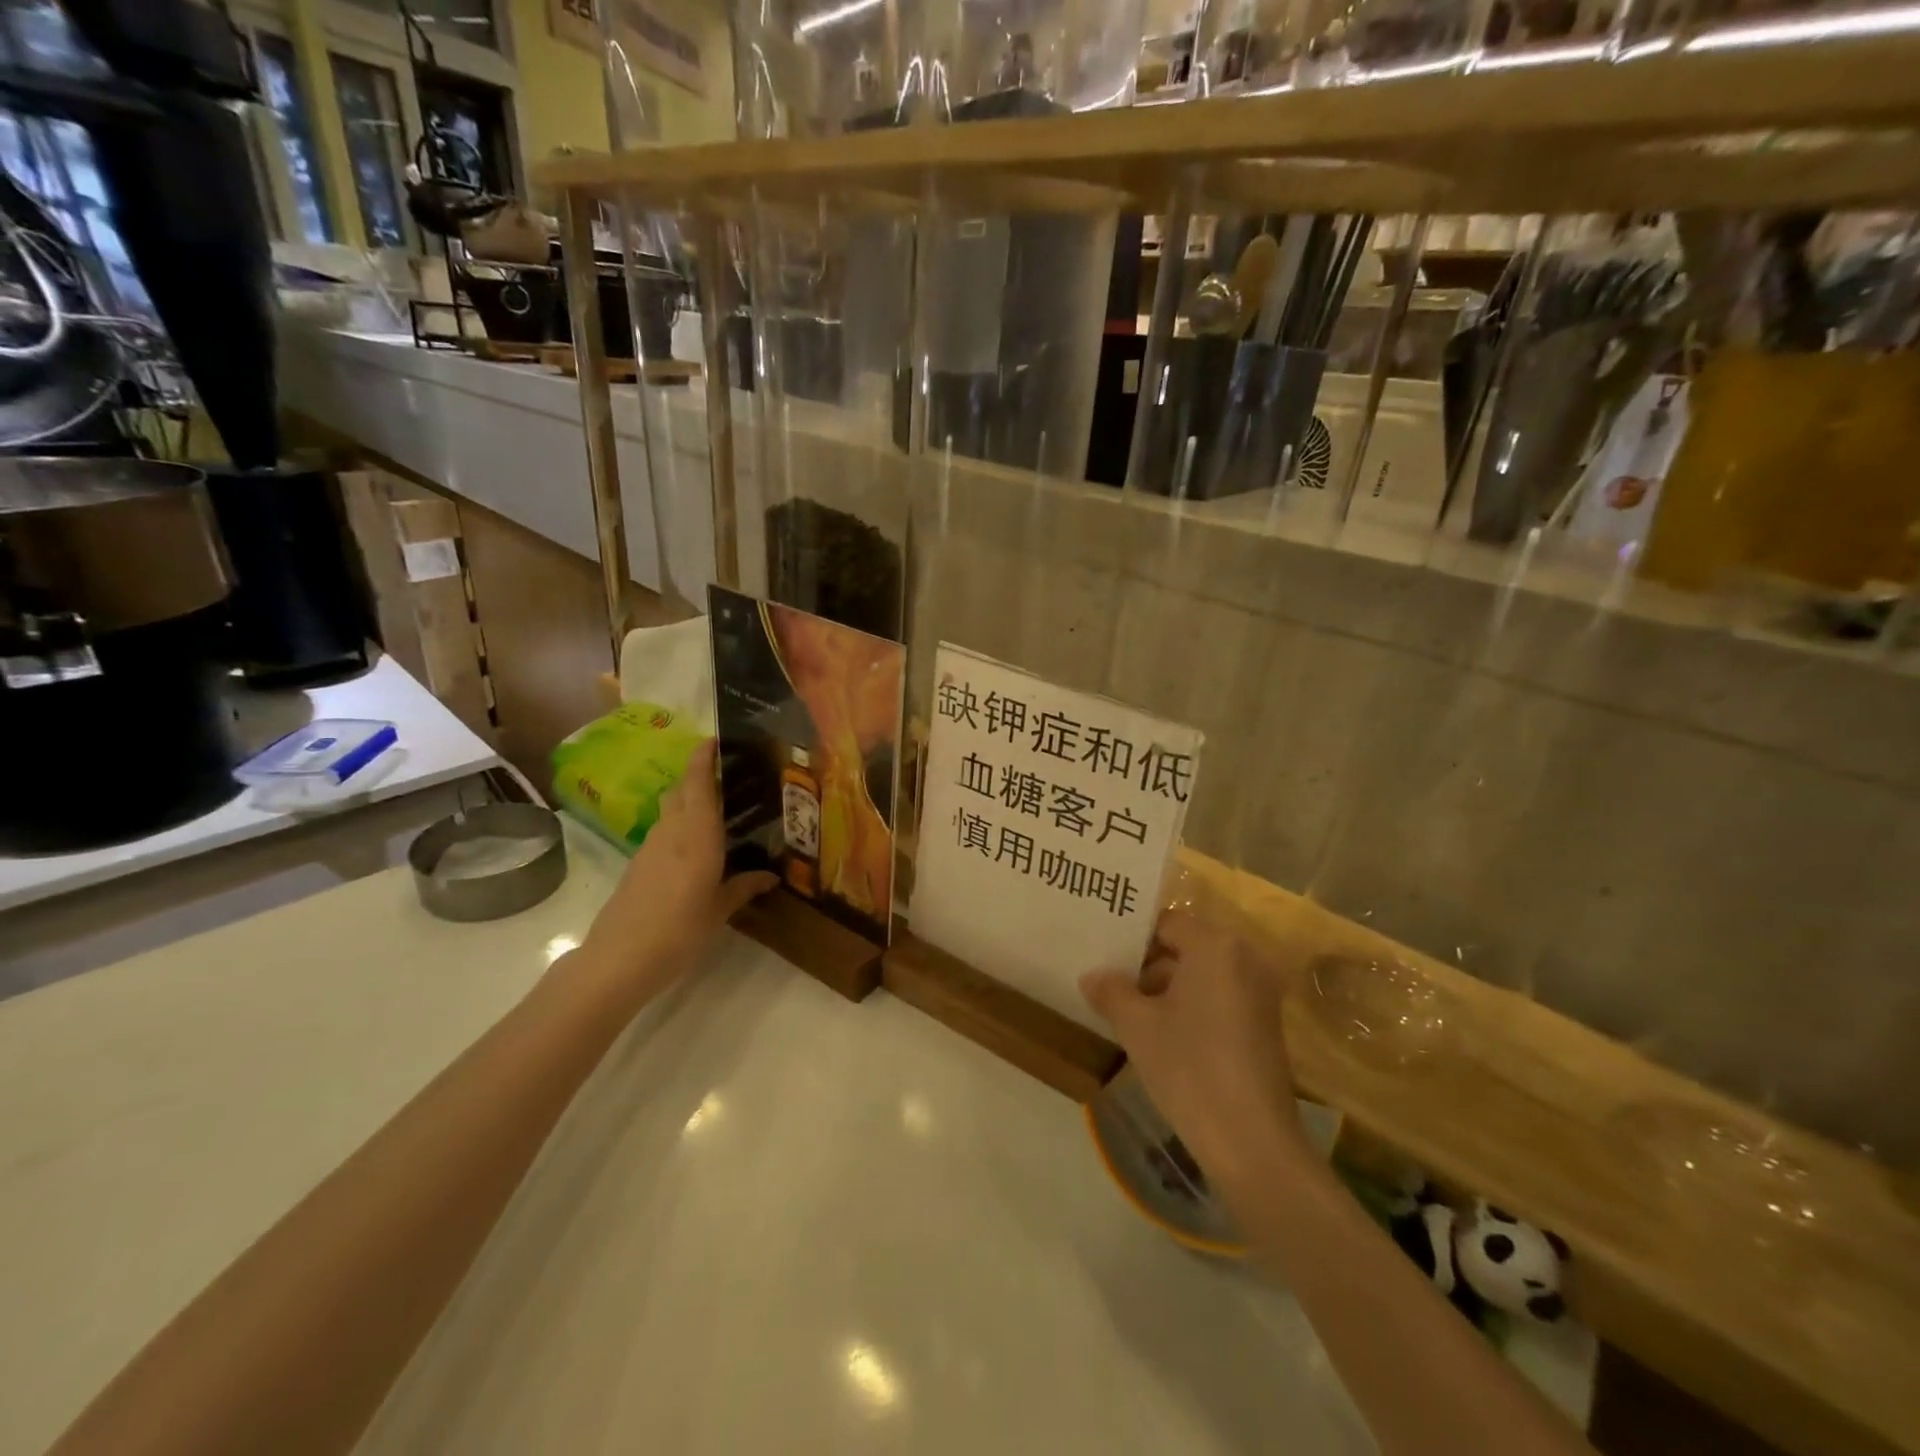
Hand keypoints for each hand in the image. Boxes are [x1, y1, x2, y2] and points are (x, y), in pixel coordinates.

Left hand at [577, 740, 776, 995]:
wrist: (620, 959)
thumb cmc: (679, 929)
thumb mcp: (719, 910)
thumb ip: (744, 887)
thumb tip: (770, 876)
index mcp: (697, 833)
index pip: (698, 781)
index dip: (704, 756)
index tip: (717, 739)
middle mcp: (672, 830)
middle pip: (682, 789)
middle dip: (699, 776)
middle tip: (729, 776)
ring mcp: (650, 847)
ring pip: (671, 810)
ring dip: (689, 801)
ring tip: (720, 812)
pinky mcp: (638, 865)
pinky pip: (665, 833)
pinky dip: (681, 827)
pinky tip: (697, 848)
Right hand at [1079, 910, 1307, 1190]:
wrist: (1251, 1143)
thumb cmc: (1189, 1067)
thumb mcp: (1136, 1025)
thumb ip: (1110, 991)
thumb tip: (1091, 976)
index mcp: (1216, 946)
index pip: (1165, 923)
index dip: (1131, 938)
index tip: (1101, 954)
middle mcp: (1244, 959)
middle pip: (1185, 947)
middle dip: (1145, 964)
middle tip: (1107, 980)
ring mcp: (1259, 993)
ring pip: (1201, 975)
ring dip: (1165, 988)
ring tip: (1125, 1009)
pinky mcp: (1264, 1024)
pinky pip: (1218, 998)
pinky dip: (1190, 1006)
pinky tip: (1158, 1033)